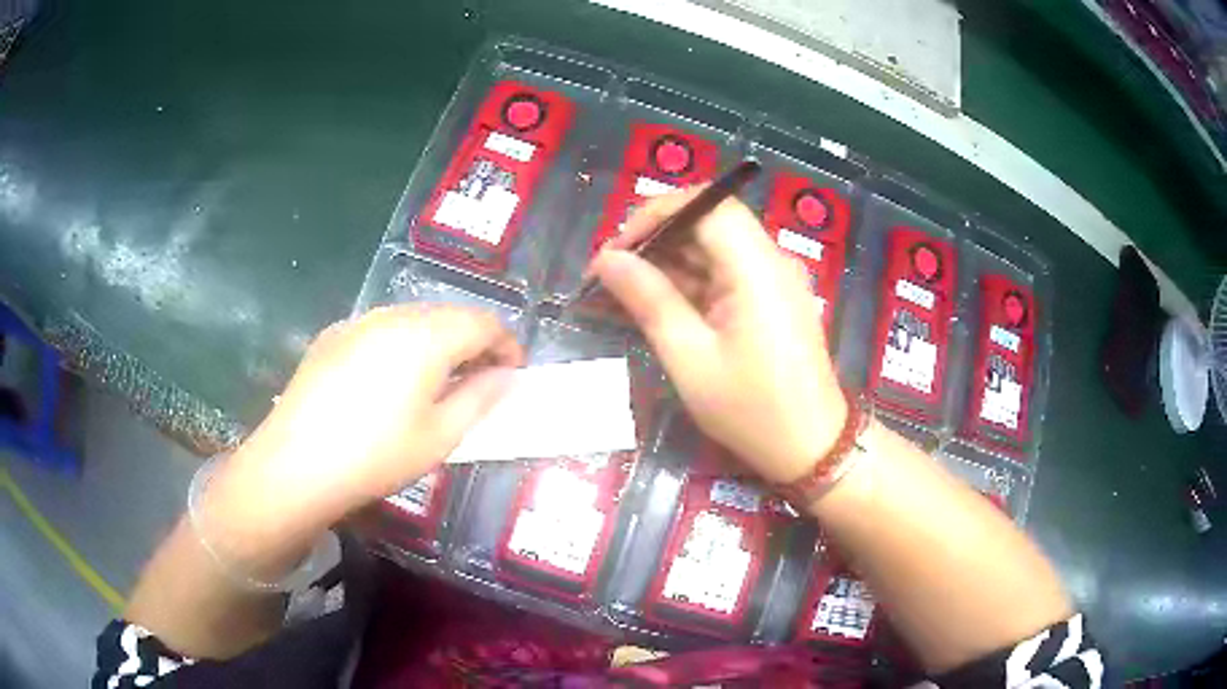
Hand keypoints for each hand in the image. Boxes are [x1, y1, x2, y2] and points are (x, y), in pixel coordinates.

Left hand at [199, 305, 521, 571]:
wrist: (295, 464)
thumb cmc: (376, 456)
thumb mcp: (440, 437)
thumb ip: (480, 398)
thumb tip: (505, 376)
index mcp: (426, 336)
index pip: (484, 322)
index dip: (507, 344)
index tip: (514, 374)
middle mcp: (392, 316)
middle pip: (448, 315)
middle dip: (474, 342)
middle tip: (481, 380)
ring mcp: (357, 322)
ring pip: (413, 319)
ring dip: (438, 341)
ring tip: (438, 381)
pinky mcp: (331, 337)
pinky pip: (380, 329)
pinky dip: (401, 345)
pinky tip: (390, 381)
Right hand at [591, 189, 846, 484]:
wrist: (810, 446)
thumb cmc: (750, 409)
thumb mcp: (689, 357)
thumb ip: (648, 299)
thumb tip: (607, 260)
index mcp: (756, 267)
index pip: (706, 205)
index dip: (656, 214)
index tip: (617, 248)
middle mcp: (771, 260)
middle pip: (710, 222)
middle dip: (657, 239)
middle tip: (612, 273)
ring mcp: (775, 279)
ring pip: (715, 247)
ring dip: (671, 262)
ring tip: (625, 291)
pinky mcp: (773, 298)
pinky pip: (727, 273)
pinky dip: (692, 282)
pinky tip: (660, 304)